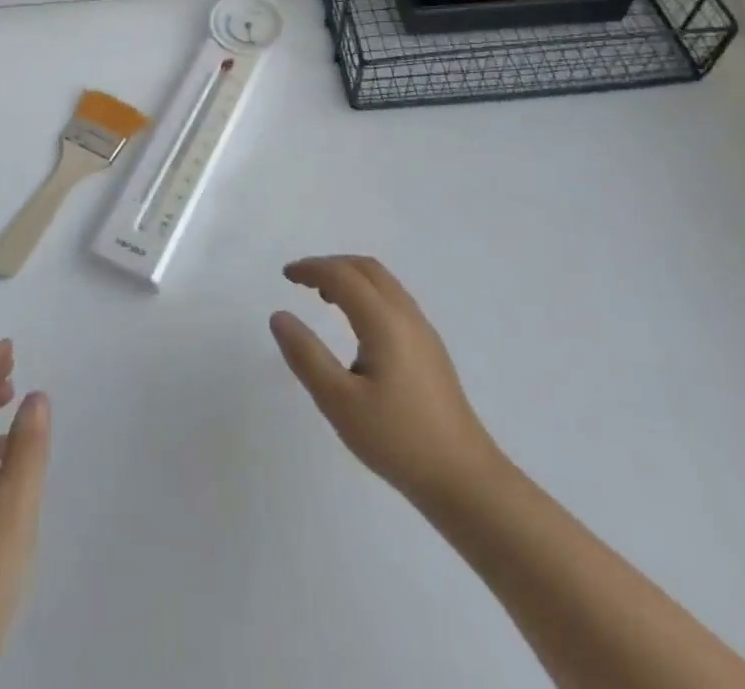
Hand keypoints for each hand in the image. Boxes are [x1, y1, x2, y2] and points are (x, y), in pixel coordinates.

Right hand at [270, 255, 504, 509]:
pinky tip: (357, 326)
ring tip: (324, 297)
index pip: (342, 275)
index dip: (311, 268)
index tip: (285, 274)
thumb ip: (306, 355)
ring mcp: (423, 332)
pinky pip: (394, 300)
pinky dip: (367, 294)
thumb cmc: (397, 439)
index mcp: (384, 321)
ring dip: (351, 278)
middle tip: (302, 280)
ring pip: (384, 283)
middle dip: (331, 265)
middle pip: (366, 269)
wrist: (465, 479)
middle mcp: (406, 315)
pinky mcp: (431, 350)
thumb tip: (279, 316)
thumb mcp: (339, 401)